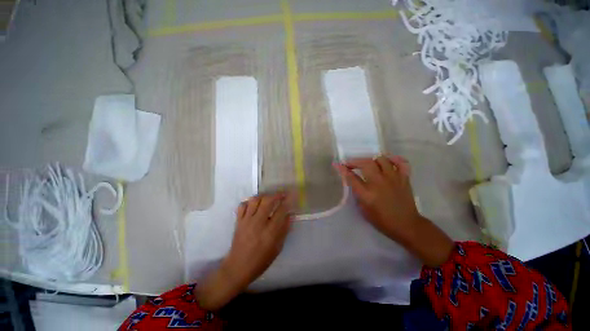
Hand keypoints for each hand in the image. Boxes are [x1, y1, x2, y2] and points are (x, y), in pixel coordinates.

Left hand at [196, 193, 291, 309]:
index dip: (287, 202)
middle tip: (282, 194)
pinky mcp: (238, 221)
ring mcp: (246, 220)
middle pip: (268, 201)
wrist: (238, 267)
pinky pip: (242, 205)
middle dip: (277, 194)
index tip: (291, 197)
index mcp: (270, 231)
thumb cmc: (261, 260)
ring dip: (263, 196)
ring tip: (268, 198)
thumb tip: (290, 215)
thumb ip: (284, 230)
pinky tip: (254, 205)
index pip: (281, 211)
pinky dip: (249, 202)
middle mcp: (258, 223)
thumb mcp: (277, 248)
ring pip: (255, 200)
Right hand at [334, 155, 417, 240]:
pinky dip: (394, 159)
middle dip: (355, 161)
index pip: (351, 177)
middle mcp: (379, 183)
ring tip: (369, 164)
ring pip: (382, 159)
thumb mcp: (363, 209)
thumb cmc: (382, 220)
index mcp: (367, 194)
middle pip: (366, 163)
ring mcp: (393, 178)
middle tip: (351, 164)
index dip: (343, 169)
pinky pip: (401, 163)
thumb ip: (357, 193)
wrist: (406, 225)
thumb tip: (353, 180)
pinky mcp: (404, 178)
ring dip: (372, 160)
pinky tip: (388, 162)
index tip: (338, 164)